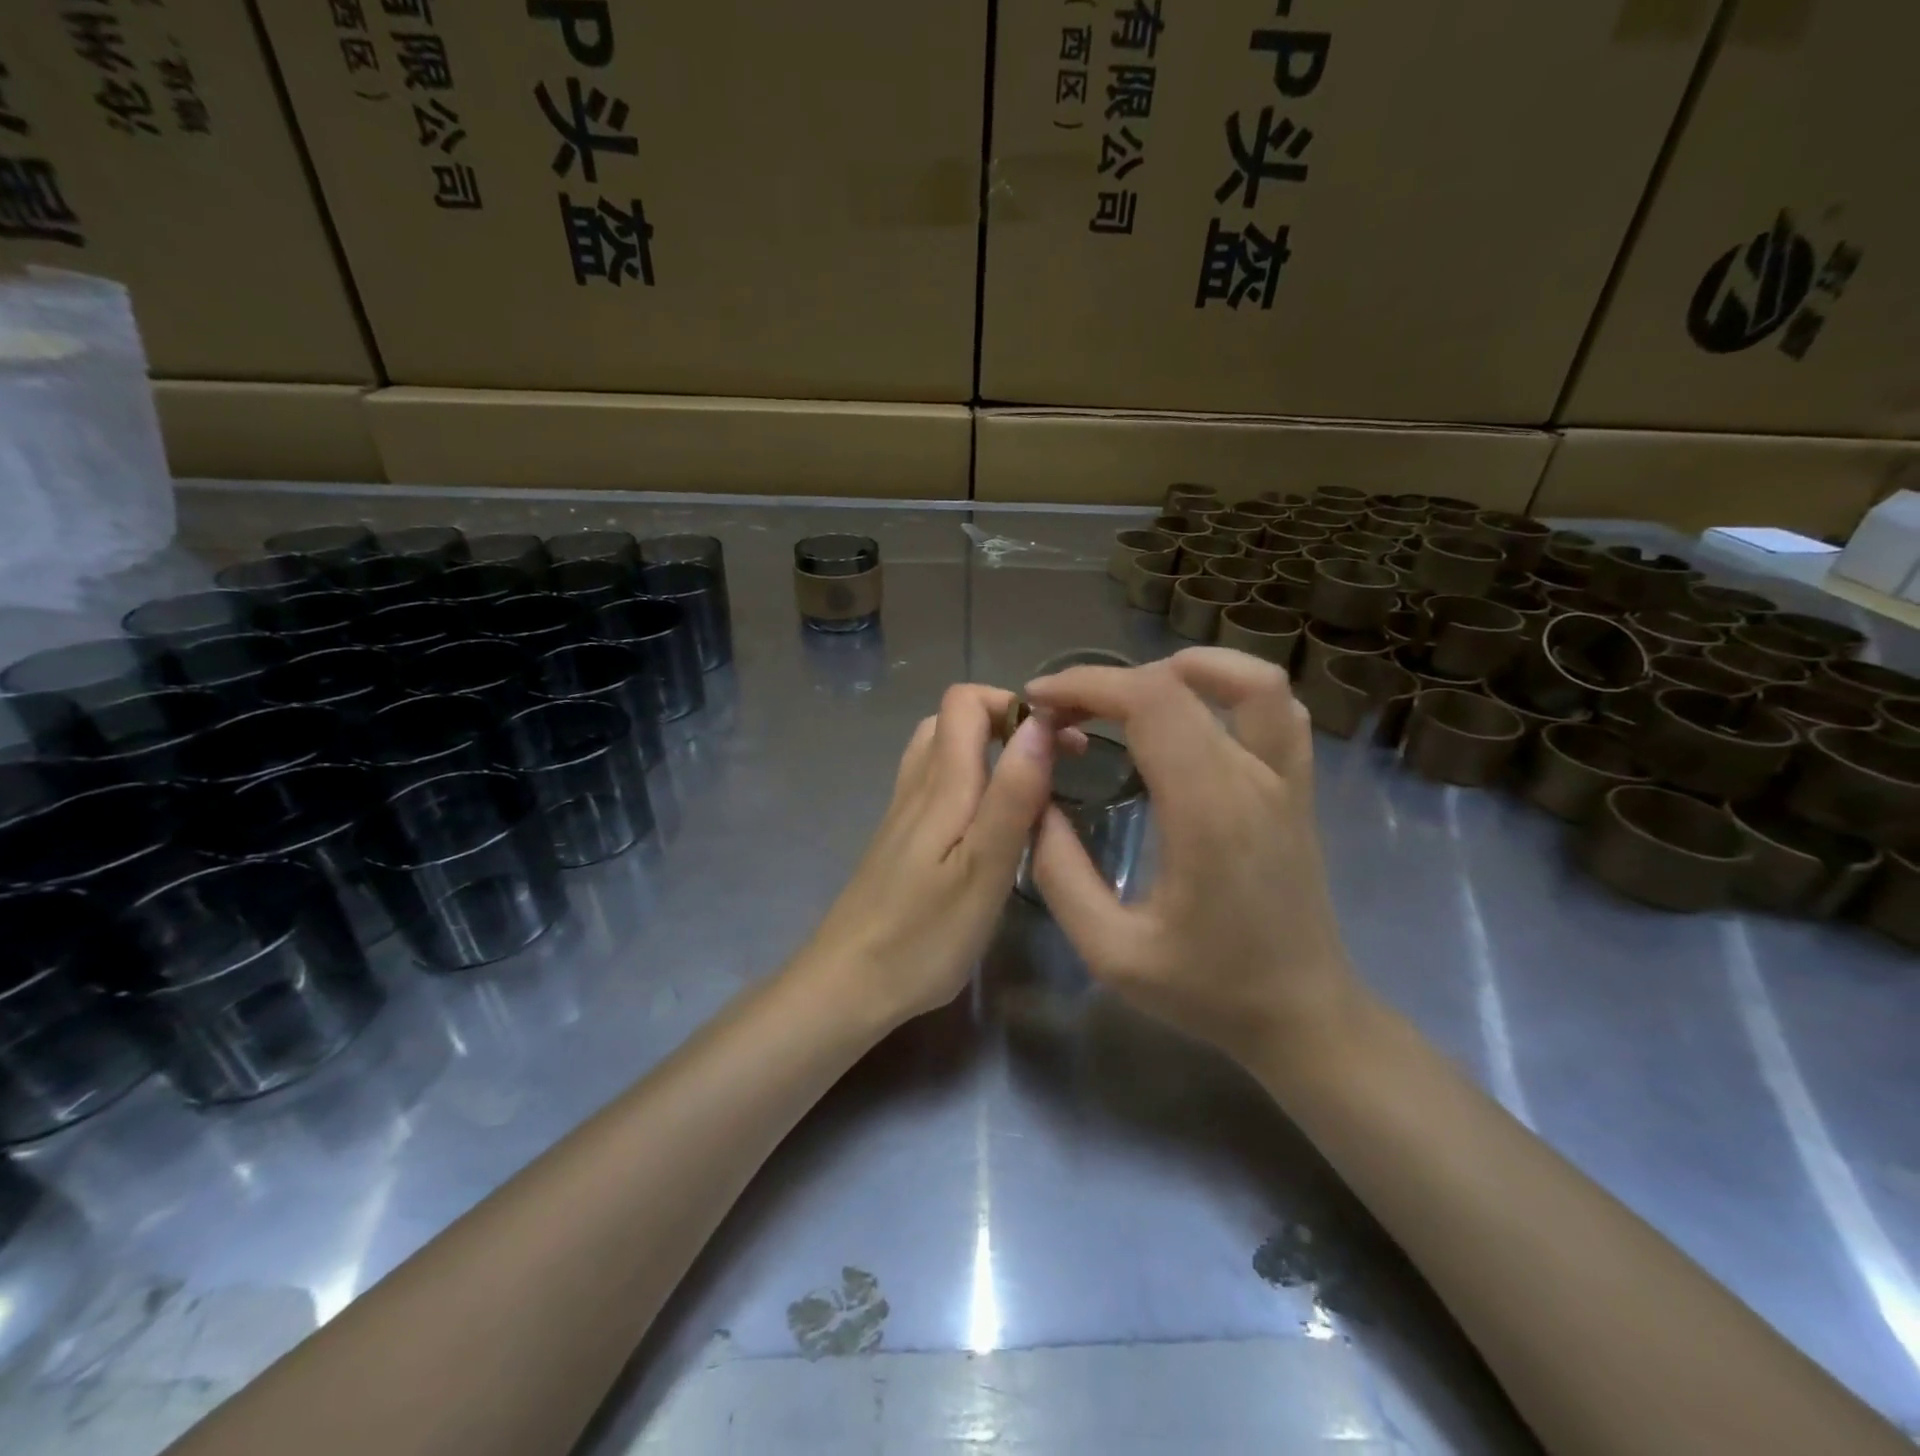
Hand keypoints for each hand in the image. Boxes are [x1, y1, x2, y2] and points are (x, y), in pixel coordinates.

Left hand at [799, 685, 1061, 1028]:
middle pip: (952, 719)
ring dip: (986, 750)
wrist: (848, 984)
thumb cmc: (924, 935)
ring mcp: (903, 813)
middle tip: (1050, 762)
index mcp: (941, 784)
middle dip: (1006, 723)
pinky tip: (988, 822)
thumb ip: (1013, 794)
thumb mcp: (984, 868)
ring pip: (940, 751)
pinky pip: (934, 785)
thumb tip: (1039, 722)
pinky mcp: (899, 840)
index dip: (1013, 703)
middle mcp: (917, 786)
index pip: (965, 701)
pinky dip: (969, 780)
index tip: (1060, 736)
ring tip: (1026, 786)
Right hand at [1024, 648, 1360, 1067]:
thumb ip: (1060, 873)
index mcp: (1207, 811)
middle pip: (1182, 683)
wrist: (1302, 1015)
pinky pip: (1278, 711)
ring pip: (1251, 681)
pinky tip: (1192, 713)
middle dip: (1109, 681)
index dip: (1087, 685)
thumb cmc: (1208, 989)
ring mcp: (1285, 780)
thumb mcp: (1111, 951)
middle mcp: (1253, 780)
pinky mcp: (1296, 789)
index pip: (1150, 702)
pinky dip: (1231, 689)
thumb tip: (1035, 804)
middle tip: (1063, 709)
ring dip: (1183, 669)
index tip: (1038, 702)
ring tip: (1129, 696)